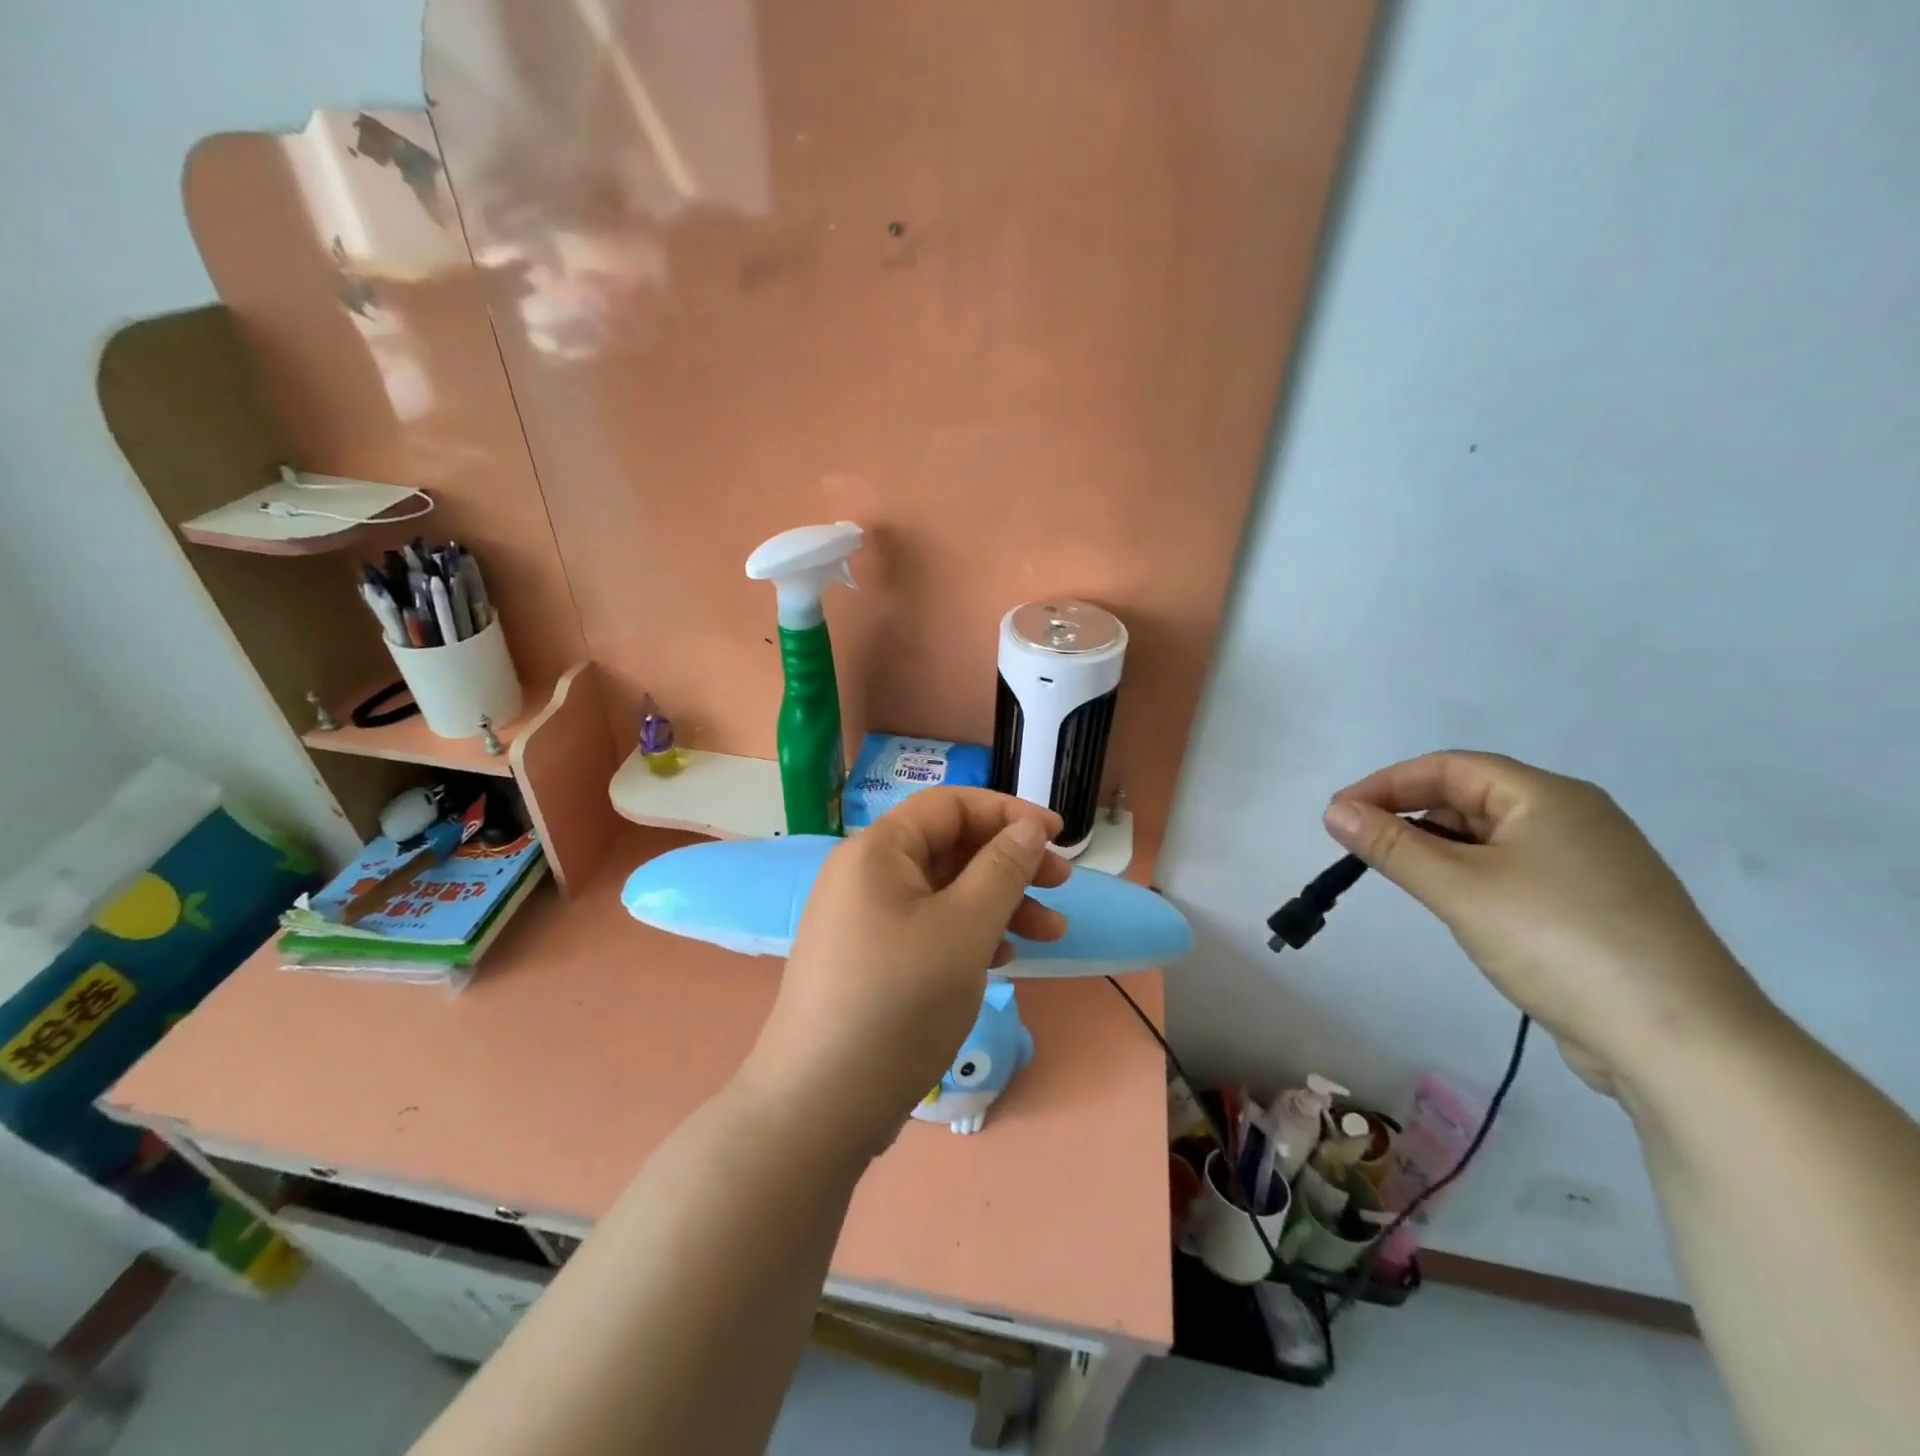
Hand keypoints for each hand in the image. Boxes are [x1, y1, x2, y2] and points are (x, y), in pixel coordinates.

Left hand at [739, 789, 1068, 1158]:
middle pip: (950, 847)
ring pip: (945, 892)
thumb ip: (1002, 869)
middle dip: (1010, 863)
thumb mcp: (964, 929)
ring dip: (999, 904)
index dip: (1008, 813)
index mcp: (878, 851)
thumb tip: (1027, 827)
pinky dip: (970, 934)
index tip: (1058, 836)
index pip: (950, 805)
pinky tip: (1004, 960)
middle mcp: (866, 875)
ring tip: (1050, 933)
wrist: (820, 1107)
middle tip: (1061, 886)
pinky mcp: (871, 960)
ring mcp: (865, 920)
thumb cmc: (898, 1002)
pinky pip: (930, 928)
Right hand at [1323, 751, 1772, 1096]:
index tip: (1338, 814)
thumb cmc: (1559, 942)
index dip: (1386, 784)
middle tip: (1361, 848)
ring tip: (1400, 878)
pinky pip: (1514, 871)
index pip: (1449, 767)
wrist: (1683, 1041)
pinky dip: (1471, 877)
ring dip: (1438, 849)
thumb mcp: (1459, 889)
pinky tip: (1455, 906)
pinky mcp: (1595, 906)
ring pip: (1492, 838)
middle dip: (1409, 816)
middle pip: (1471, 798)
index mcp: (1548, 797)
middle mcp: (1574, 818)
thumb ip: (1391, 846)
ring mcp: (1591, 864)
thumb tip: (1333, 810)